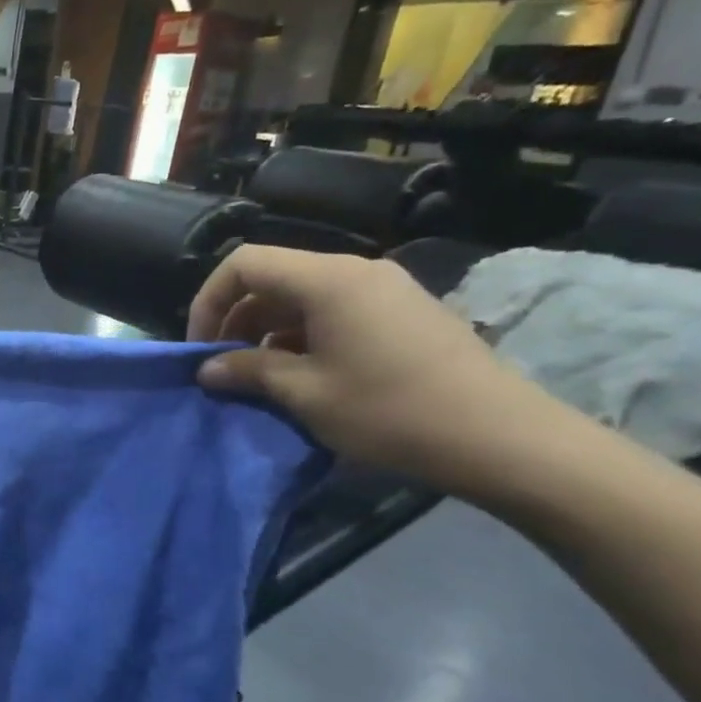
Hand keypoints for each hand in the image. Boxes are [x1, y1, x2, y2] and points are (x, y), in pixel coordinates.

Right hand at [188, 246, 568, 493]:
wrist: (501, 437)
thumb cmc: (389, 411)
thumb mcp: (305, 393)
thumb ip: (248, 371)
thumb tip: (207, 369)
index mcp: (327, 279)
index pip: (244, 264)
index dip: (209, 300)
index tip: (200, 348)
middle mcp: (355, 271)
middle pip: (273, 278)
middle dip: (236, 319)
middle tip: (224, 368)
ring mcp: (384, 290)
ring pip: (302, 297)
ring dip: (268, 332)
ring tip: (259, 378)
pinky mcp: (403, 313)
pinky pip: (334, 311)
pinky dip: (303, 336)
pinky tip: (303, 376)